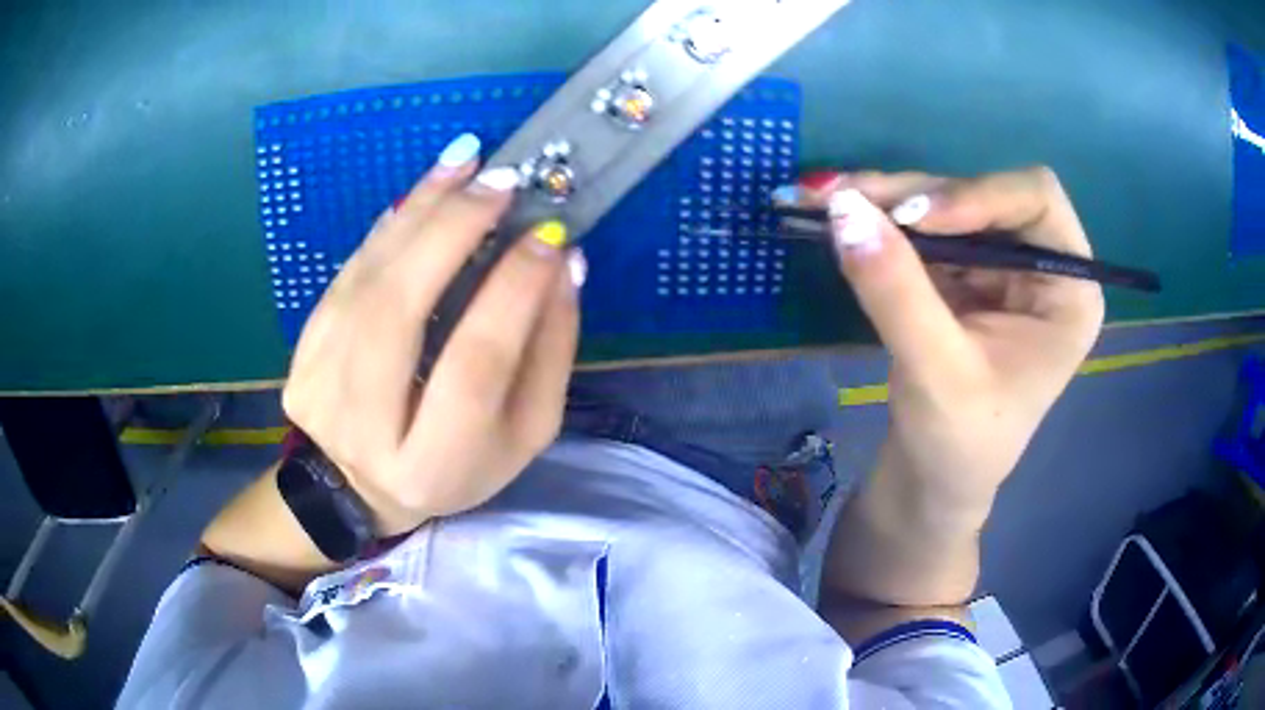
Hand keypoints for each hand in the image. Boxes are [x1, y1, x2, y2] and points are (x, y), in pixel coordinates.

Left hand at [281, 138, 584, 536]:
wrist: (357, 488)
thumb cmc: (456, 466)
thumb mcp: (523, 435)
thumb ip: (550, 356)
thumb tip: (565, 264)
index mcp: (436, 462)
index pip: (476, 363)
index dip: (515, 291)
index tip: (549, 235)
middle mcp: (367, 426)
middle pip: (399, 311)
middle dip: (452, 232)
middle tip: (500, 180)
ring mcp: (322, 386)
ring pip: (366, 282)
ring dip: (417, 212)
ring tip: (464, 163)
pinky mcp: (302, 354)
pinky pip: (344, 276)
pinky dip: (385, 228)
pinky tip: (420, 194)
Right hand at [805, 167, 1103, 518]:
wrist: (933, 479)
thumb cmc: (958, 443)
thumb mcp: (935, 372)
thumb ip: (896, 289)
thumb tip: (844, 207)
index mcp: (1068, 290)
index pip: (1036, 200)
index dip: (977, 194)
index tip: (915, 219)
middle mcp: (1040, 264)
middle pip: (981, 193)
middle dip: (914, 194)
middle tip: (843, 197)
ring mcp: (999, 265)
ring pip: (944, 203)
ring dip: (885, 200)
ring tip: (820, 199)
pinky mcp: (962, 273)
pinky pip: (921, 229)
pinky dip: (878, 220)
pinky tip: (837, 216)